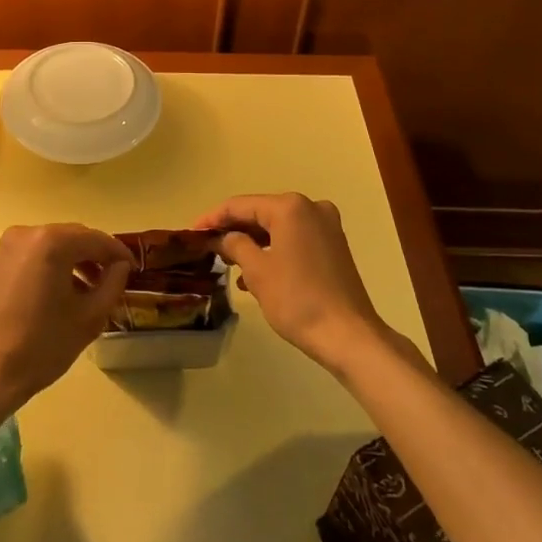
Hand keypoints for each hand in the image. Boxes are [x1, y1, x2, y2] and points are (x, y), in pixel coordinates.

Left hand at [0, 224, 131, 414]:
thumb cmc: (41, 346)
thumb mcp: (89, 317)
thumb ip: (112, 284)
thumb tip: (120, 266)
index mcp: (51, 242)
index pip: (96, 239)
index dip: (118, 253)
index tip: (134, 269)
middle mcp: (28, 233)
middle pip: (74, 238)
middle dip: (96, 256)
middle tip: (115, 280)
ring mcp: (8, 246)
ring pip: (54, 246)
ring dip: (75, 262)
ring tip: (92, 290)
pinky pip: (35, 256)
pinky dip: (53, 267)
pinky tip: (63, 293)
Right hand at [196, 193, 389, 370]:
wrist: (349, 336)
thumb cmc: (297, 300)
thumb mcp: (257, 271)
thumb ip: (235, 245)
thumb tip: (222, 237)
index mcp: (290, 207)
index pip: (241, 205)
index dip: (213, 218)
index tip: (192, 231)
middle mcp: (311, 207)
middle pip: (261, 213)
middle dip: (234, 230)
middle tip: (207, 246)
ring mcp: (326, 226)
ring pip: (278, 227)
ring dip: (254, 242)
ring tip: (228, 263)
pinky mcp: (334, 246)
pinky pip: (295, 239)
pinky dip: (274, 250)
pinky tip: (256, 273)